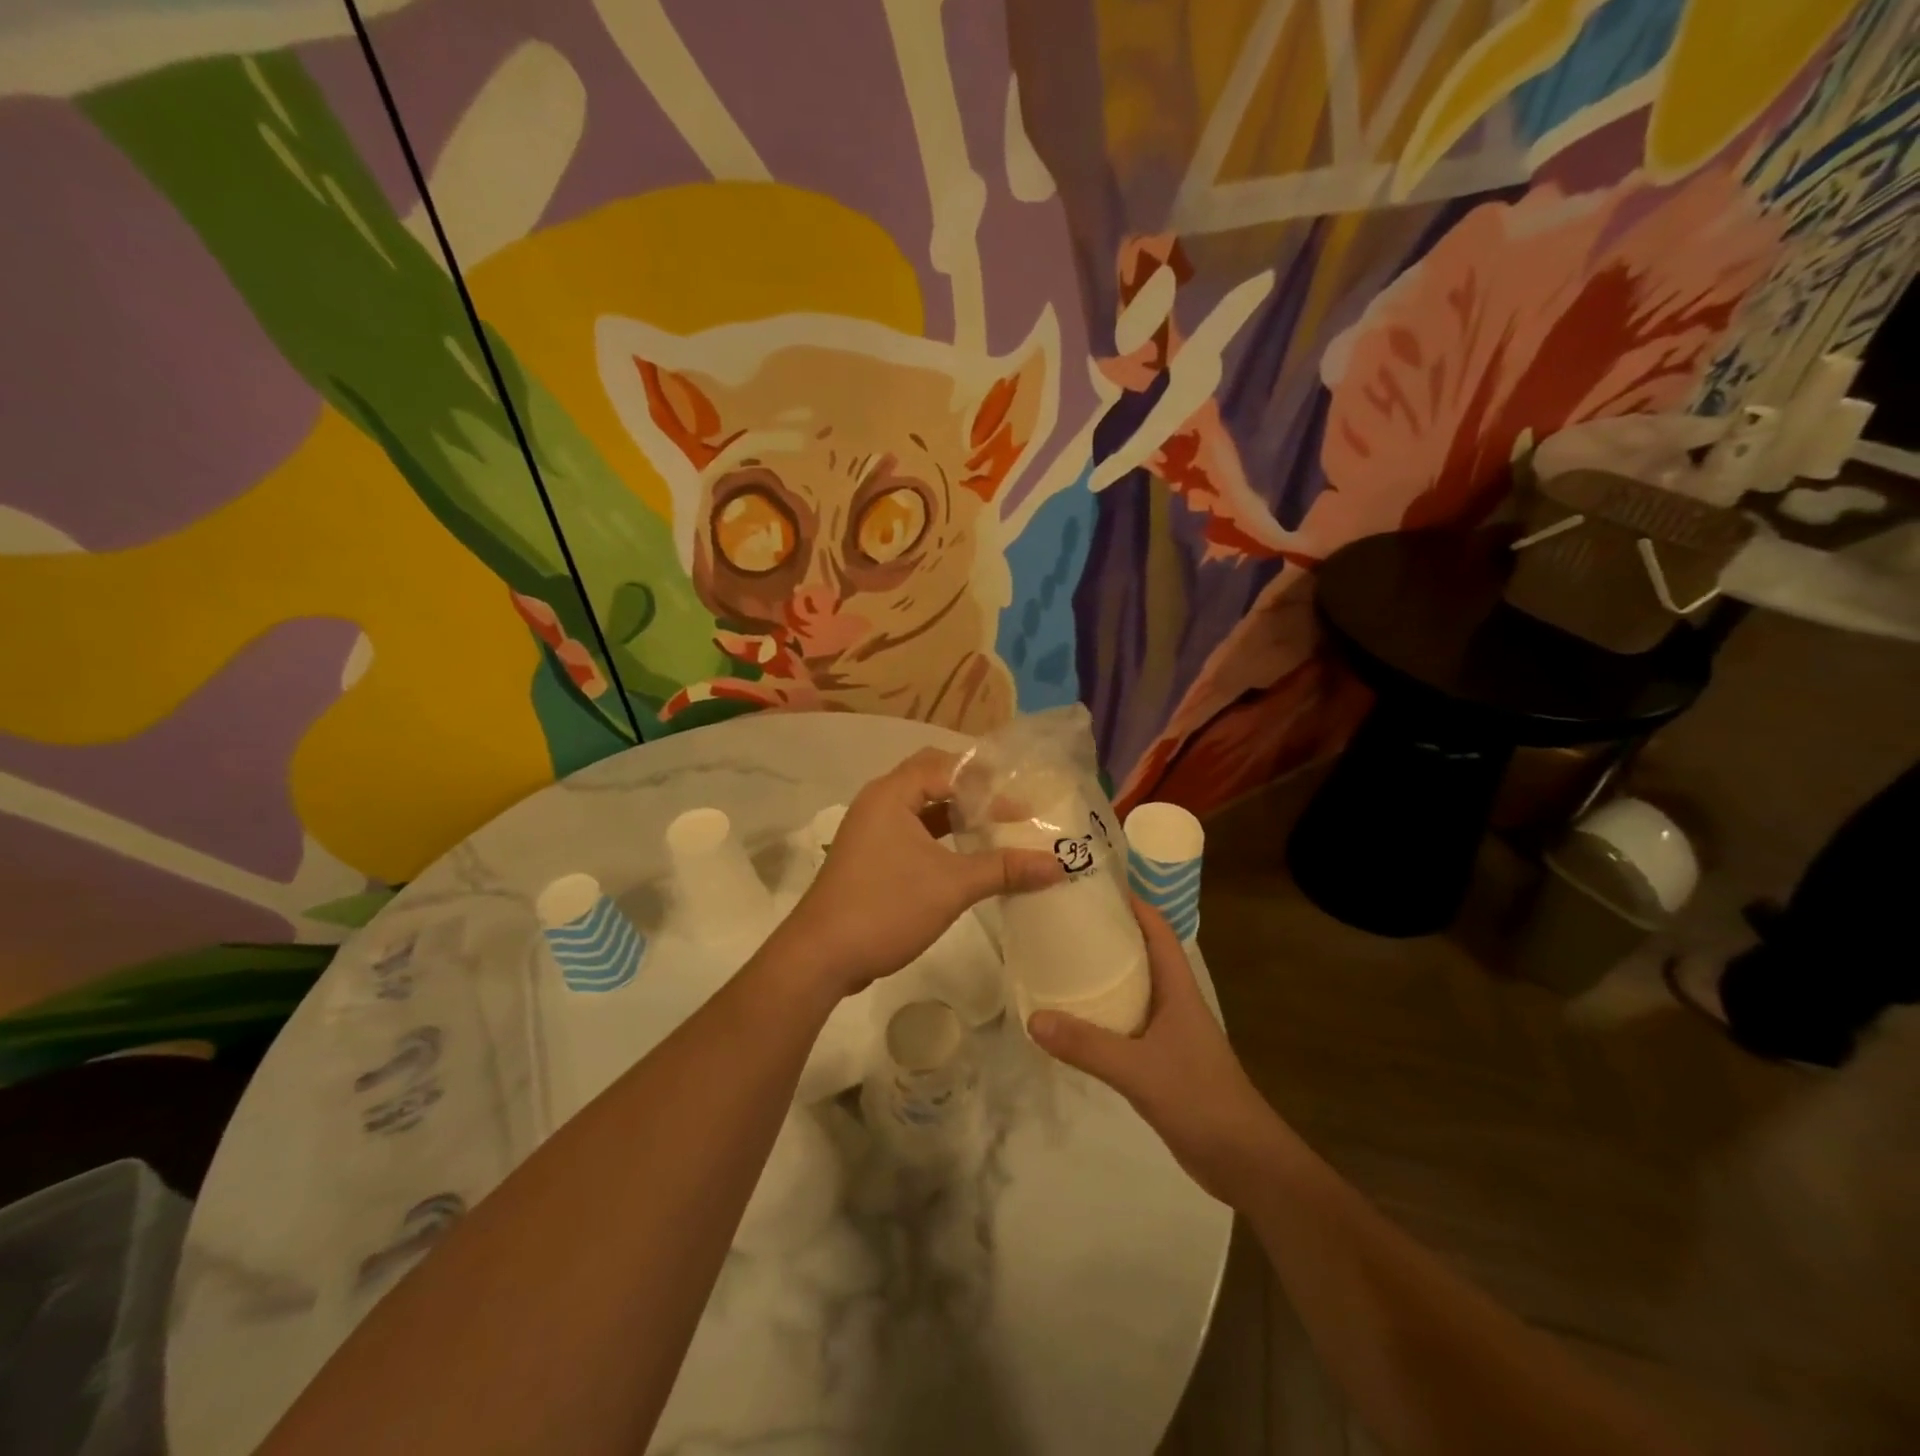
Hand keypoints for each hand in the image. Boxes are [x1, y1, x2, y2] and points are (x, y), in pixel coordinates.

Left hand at [773, 748, 1063, 998]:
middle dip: (972, 791)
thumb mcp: (952, 886)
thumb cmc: (885, 907)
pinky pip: (912, 832)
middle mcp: (878, 803)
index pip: (946, 766)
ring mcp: (871, 831)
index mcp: (891, 794)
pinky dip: (940, 837)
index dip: (987, 781)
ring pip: (921, 808)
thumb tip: (1058, 865)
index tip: (1022, 802)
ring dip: (956, 815)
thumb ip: (1004, 869)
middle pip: (932, 779)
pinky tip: (966, 856)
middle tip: (1010, 806)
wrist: (821, 957)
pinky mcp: (870, 857)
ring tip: (995, 827)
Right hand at [1028, 899, 1286, 1207]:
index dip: (1132, 904)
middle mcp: (1173, 1002)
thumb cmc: (1200, 1099)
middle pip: (1141, 954)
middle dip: (1108, 935)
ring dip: (1103, 974)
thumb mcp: (1139, 1070)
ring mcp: (1169, 1032)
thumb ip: (1087, 1046)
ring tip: (1060, 961)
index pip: (1158, 930)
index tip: (1094, 887)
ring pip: (1131, 989)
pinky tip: (1074, 1020)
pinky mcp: (1161, 1060)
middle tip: (1063, 922)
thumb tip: (1033, 1018)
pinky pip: (1125, 1023)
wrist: (1244, 1162)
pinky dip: (1101, 1013)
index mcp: (1178, 989)